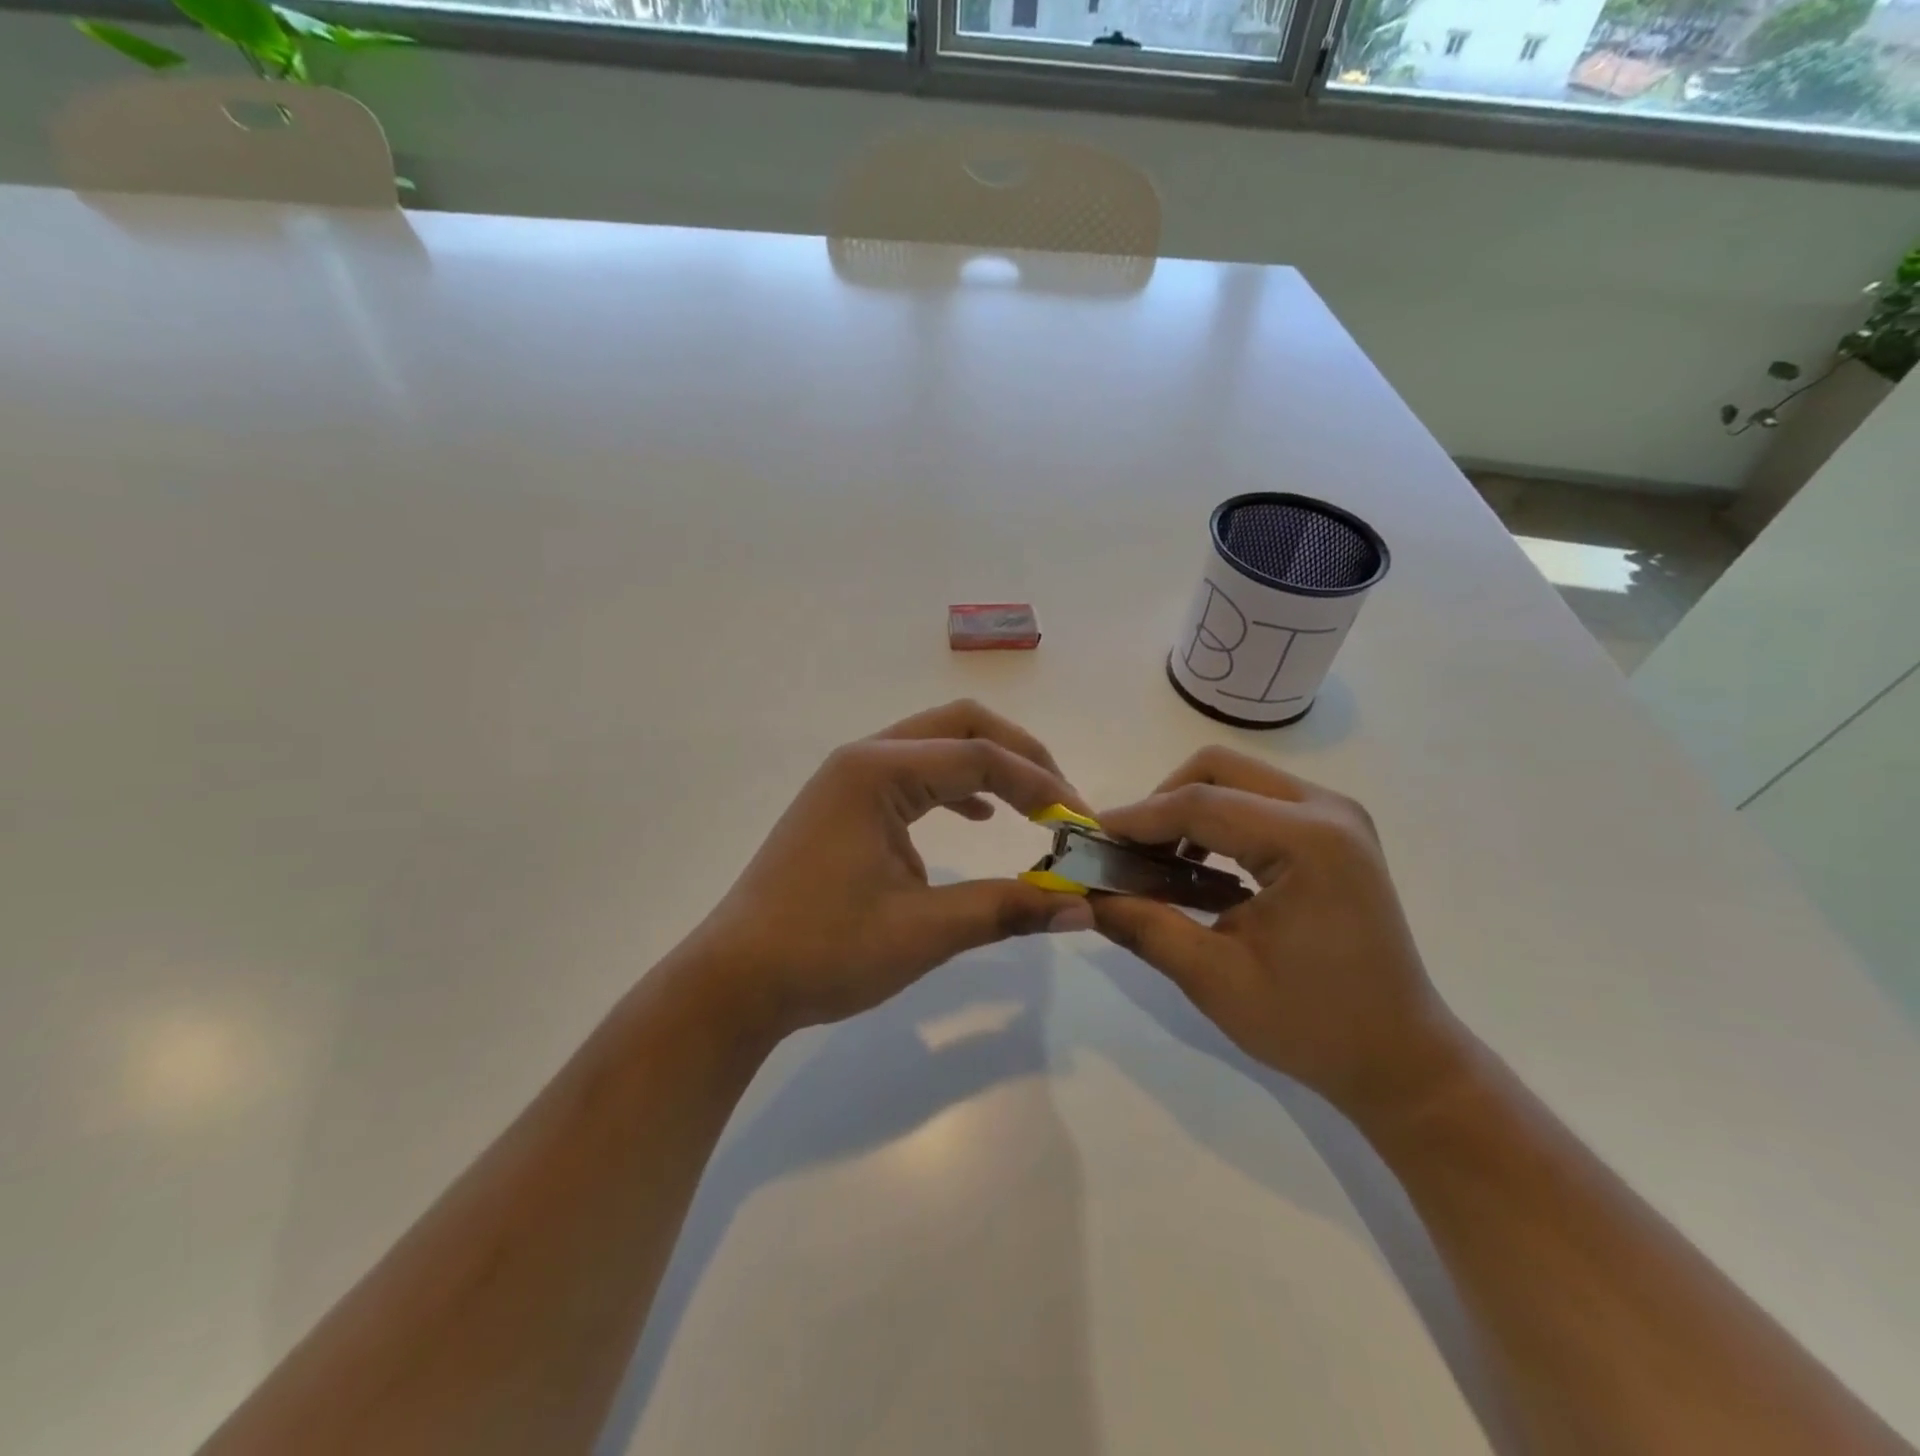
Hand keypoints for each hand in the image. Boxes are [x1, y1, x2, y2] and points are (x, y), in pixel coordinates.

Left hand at [684, 701, 1096, 1039]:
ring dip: (989, 769)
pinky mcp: (846, 806)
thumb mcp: (923, 931)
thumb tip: (1084, 908)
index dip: (1040, 786)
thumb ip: (1006, 909)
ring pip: (936, 746)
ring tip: (1034, 808)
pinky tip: (980, 820)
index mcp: (878, 771)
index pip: (980, 757)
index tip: (1081, 825)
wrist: (734, 980)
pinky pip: (914, 777)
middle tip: (1061, 802)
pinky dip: (956, 789)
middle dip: (1019, 756)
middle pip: (960, 726)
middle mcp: (864, 758)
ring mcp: (850, 779)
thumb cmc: (824, 951)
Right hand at [1090, 747, 1463, 1122]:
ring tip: (1156, 863)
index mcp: (1307, 841)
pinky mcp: (1335, 833)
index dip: (1136, 818)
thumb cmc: (1312, 1025)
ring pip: (1237, 779)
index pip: (1199, 803)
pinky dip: (1217, 823)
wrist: (1402, 1058)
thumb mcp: (1214, 979)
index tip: (1089, 839)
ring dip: (1188, 810)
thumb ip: (1144, 925)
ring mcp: (1336, 817)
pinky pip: (1258, 801)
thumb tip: (1084, 895)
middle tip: (1128, 852)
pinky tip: (1197, 869)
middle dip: (1162, 802)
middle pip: (1218, 769)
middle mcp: (1327, 810)